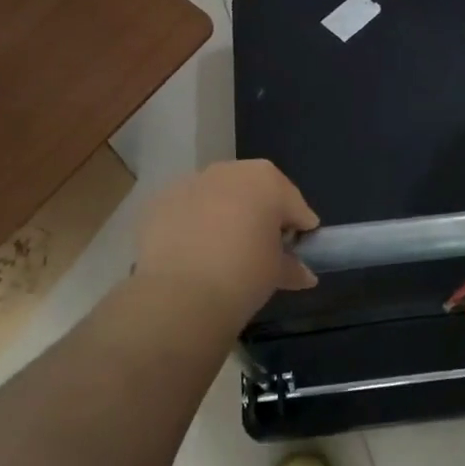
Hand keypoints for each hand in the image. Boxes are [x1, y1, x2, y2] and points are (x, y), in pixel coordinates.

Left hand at [133, 161, 319, 325]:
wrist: (180, 294)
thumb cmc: (244, 275)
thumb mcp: (277, 273)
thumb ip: (293, 267)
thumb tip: (304, 275)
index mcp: (268, 180)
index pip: (295, 205)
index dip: (300, 229)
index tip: (297, 252)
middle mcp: (230, 170)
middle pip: (255, 191)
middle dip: (261, 215)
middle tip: (261, 249)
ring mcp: (191, 182)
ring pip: (218, 196)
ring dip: (225, 215)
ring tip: (223, 251)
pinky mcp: (160, 201)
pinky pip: (188, 209)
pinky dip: (194, 224)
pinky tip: (193, 253)